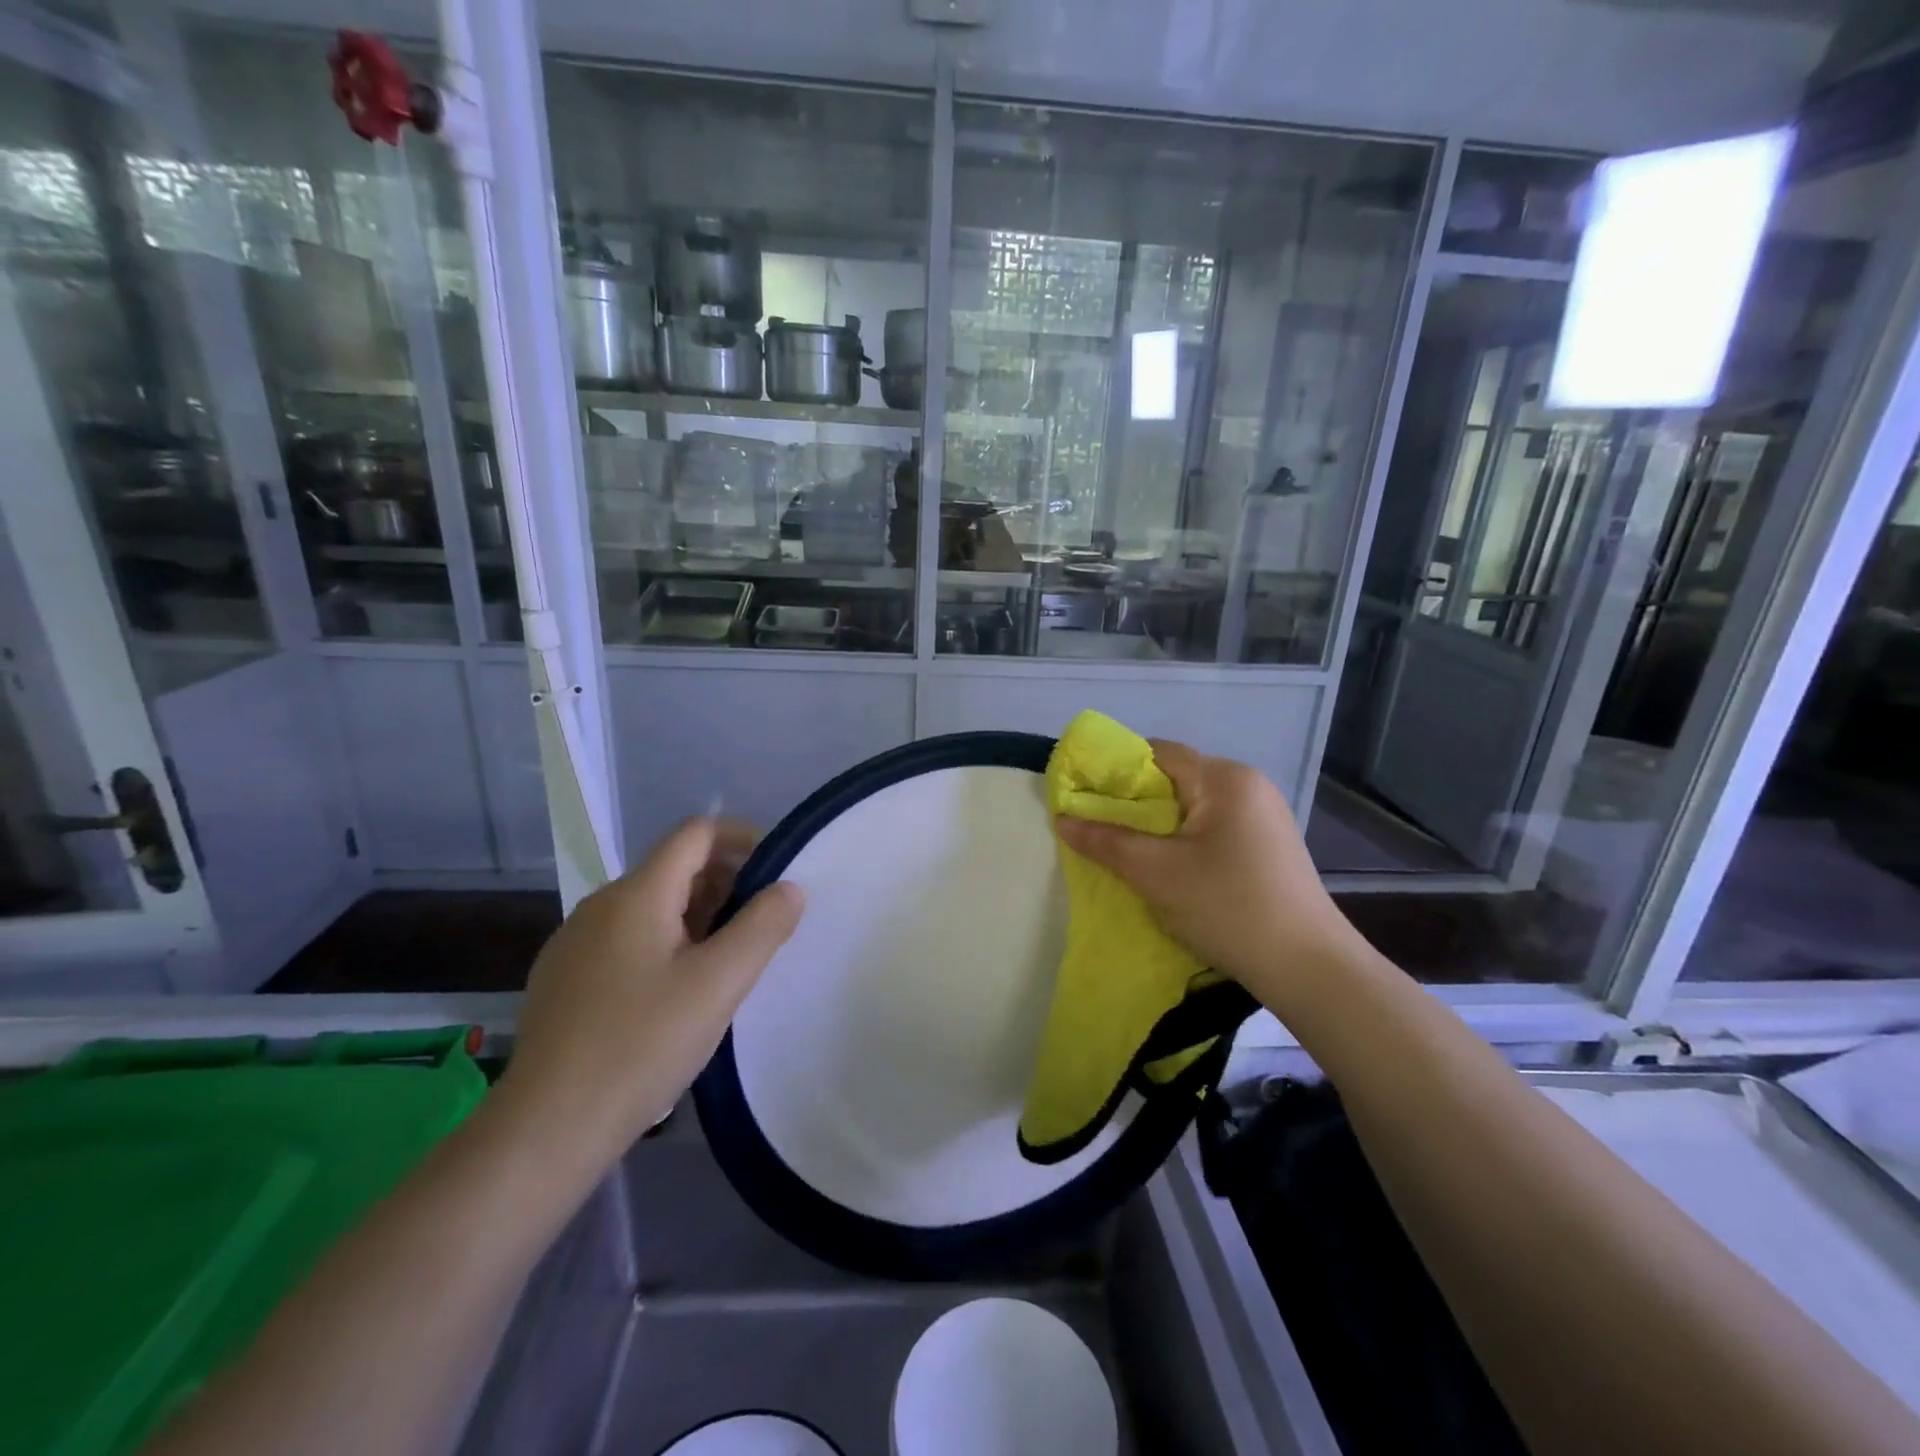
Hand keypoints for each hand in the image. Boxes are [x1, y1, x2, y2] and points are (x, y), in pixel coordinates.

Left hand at [492, 818, 802, 1170]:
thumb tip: (790, 888)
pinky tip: (677, 991)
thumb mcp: (719, 984)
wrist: (546, 1129)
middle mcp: (600, 905)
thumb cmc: (642, 1045)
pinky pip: (627, 938)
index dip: (741, 837)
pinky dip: (665, 942)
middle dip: (725, 882)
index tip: (776, 868)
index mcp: (636, 894)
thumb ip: (763, 927)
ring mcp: (575, 942)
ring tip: (727, 959)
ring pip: (650, 906)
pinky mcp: (564, 979)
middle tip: (762, 923)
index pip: (695, 833)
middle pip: (674, 868)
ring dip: (697, 915)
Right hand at [1054, 740, 1361, 1000]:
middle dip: (1132, 802)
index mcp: (1225, 778)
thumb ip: (1106, 840)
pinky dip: (1181, 840)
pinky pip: (1211, 828)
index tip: (1081, 795)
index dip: (1113, 770)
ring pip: (1191, 806)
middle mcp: (1248, 785)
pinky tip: (1167, 868)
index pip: (1156, 753)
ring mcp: (1263, 816)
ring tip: (1125, 851)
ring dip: (1156, 825)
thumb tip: (1062, 819)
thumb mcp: (1156, 873)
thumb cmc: (1228, 907)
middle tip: (1096, 828)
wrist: (1308, 968)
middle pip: (1174, 779)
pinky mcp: (1267, 845)